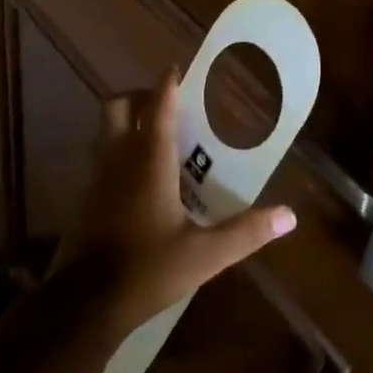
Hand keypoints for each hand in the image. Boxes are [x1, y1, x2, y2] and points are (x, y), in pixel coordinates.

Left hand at [55, 73, 296, 341]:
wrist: (83, 305)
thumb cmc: (147, 270)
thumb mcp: (205, 256)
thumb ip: (246, 232)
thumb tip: (289, 216)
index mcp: (149, 160)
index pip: (158, 106)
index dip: (168, 83)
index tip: (178, 68)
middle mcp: (119, 158)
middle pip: (117, 106)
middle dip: (139, 96)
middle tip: (165, 105)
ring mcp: (96, 177)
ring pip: (104, 129)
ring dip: (125, 121)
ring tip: (155, 136)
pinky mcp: (85, 198)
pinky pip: (100, 156)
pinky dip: (116, 150)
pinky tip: (137, 176)